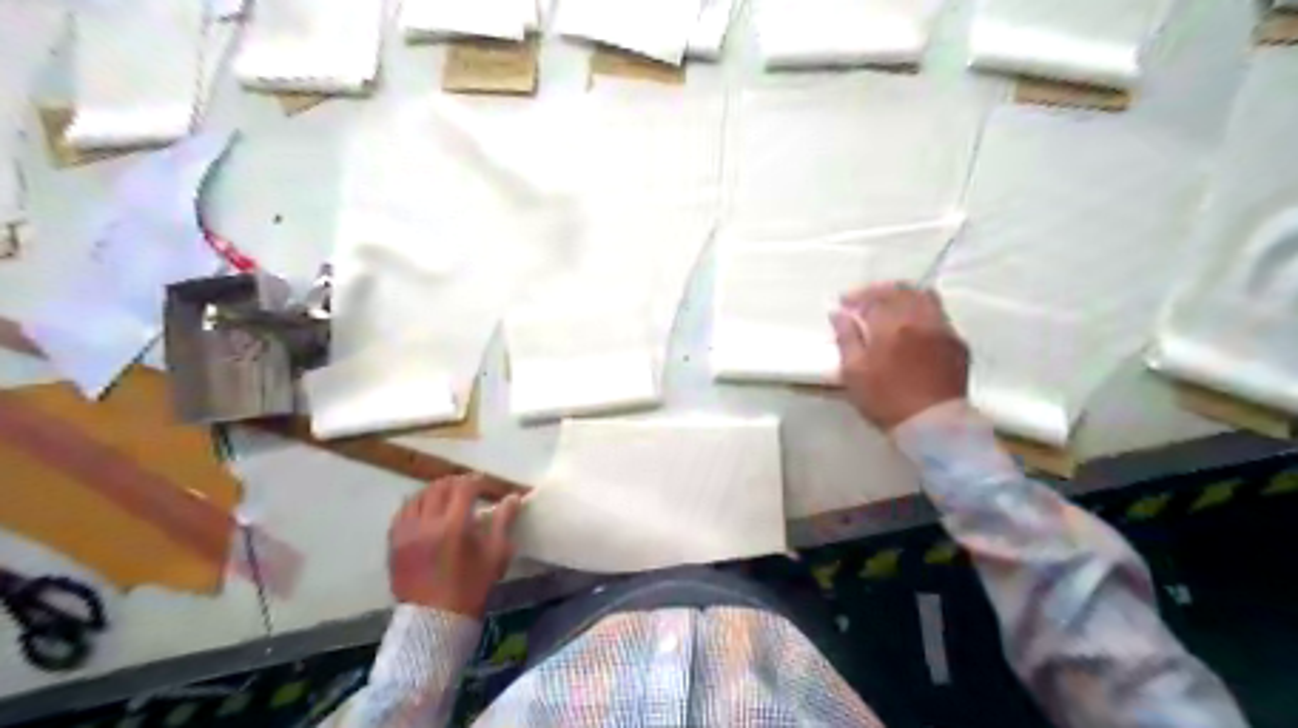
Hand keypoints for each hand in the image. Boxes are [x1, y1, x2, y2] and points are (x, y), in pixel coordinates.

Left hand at [385, 476, 521, 616]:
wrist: (435, 620)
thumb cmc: (471, 588)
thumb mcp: (495, 555)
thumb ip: (503, 521)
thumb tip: (513, 497)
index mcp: (454, 526)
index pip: (464, 488)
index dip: (477, 481)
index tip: (485, 484)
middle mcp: (426, 524)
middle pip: (439, 488)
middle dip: (456, 482)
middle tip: (468, 487)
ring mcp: (406, 533)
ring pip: (419, 497)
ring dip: (435, 491)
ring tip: (446, 496)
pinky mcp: (394, 544)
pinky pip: (403, 513)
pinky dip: (416, 505)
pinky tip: (426, 510)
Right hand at [824, 281, 965, 431]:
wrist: (932, 425)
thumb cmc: (886, 400)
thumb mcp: (853, 372)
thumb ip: (845, 338)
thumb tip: (839, 315)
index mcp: (891, 324)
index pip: (871, 298)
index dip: (855, 298)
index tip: (843, 304)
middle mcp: (920, 318)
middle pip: (900, 290)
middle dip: (879, 292)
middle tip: (864, 301)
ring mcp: (943, 329)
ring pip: (924, 297)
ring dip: (903, 296)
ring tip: (890, 308)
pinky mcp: (957, 343)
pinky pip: (939, 315)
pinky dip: (922, 312)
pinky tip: (913, 327)